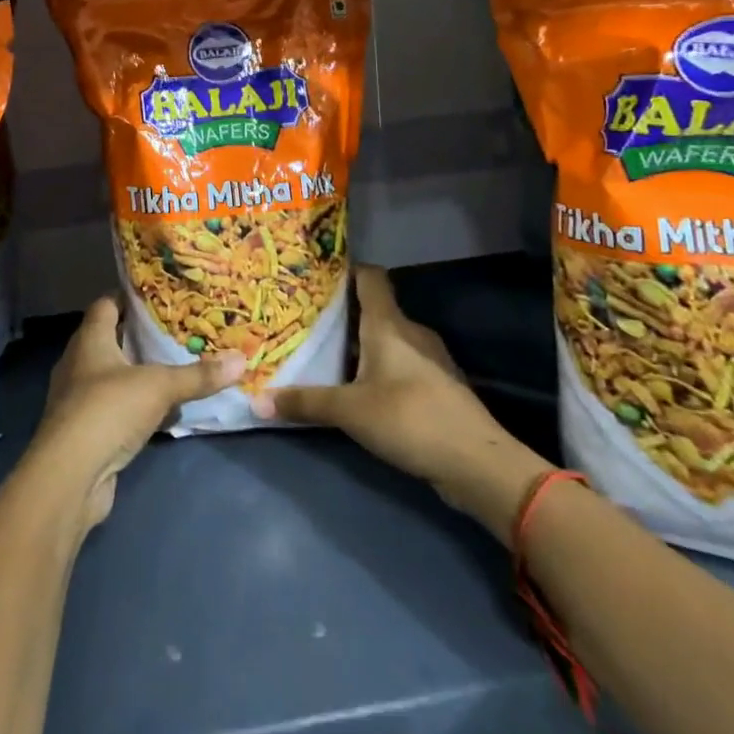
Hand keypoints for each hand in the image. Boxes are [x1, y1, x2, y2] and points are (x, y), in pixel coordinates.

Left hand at [27, 295, 244, 528]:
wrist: (70, 476)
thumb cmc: (108, 410)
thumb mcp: (160, 386)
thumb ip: (198, 374)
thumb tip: (241, 360)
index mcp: (90, 340)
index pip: (106, 305)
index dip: (129, 297)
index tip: (160, 295)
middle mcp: (79, 364)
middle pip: (111, 340)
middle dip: (141, 337)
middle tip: (178, 332)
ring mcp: (78, 400)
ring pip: (114, 377)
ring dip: (141, 375)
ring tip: (177, 369)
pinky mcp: (85, 432)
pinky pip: (116, 409)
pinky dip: (138, 408)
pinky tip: (165, 413)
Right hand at [252, 267, 550, 530]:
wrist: (477, 462)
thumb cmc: (409, 418)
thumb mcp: (349, 411)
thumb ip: (305, 403)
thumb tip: (256, 401)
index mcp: (389, 324)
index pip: (370, 277)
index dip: (345, 270)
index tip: (315, 276)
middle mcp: (411, 332)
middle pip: (375, 309)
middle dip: (343, 314)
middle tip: (307, 322)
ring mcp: (430, 359)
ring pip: (388, 339)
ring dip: (361, 345)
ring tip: (327, 356)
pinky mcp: (438, 386)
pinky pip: (401, 364)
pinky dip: (380, 368)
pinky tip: (360, 388)